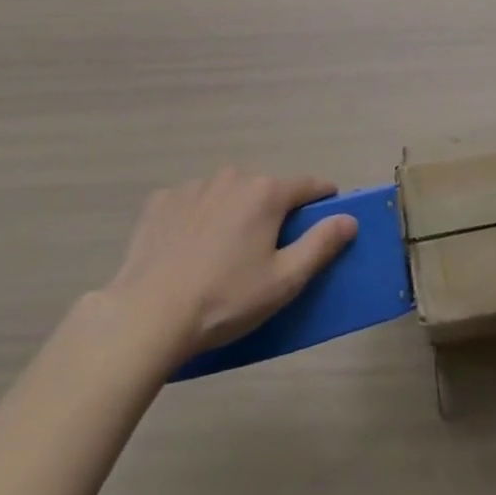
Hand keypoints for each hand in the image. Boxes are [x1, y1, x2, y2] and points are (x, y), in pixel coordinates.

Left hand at [103, 168, 357, 366]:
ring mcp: (193, 186)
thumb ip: (320, 244)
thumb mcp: (283, 281)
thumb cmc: (224, 300)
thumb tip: (349, 218)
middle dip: (271, 212)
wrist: (146, 316)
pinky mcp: (161, 201)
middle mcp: (233, 178)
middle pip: (265, 190)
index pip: (309, 185)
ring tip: (221, 255)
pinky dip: (196, 219)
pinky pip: (191, 203)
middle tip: (265, 252)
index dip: (323, 198)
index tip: (327, 215)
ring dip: (232, 213)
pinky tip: (187, 251)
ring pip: (227, 194)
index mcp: (266, 193)